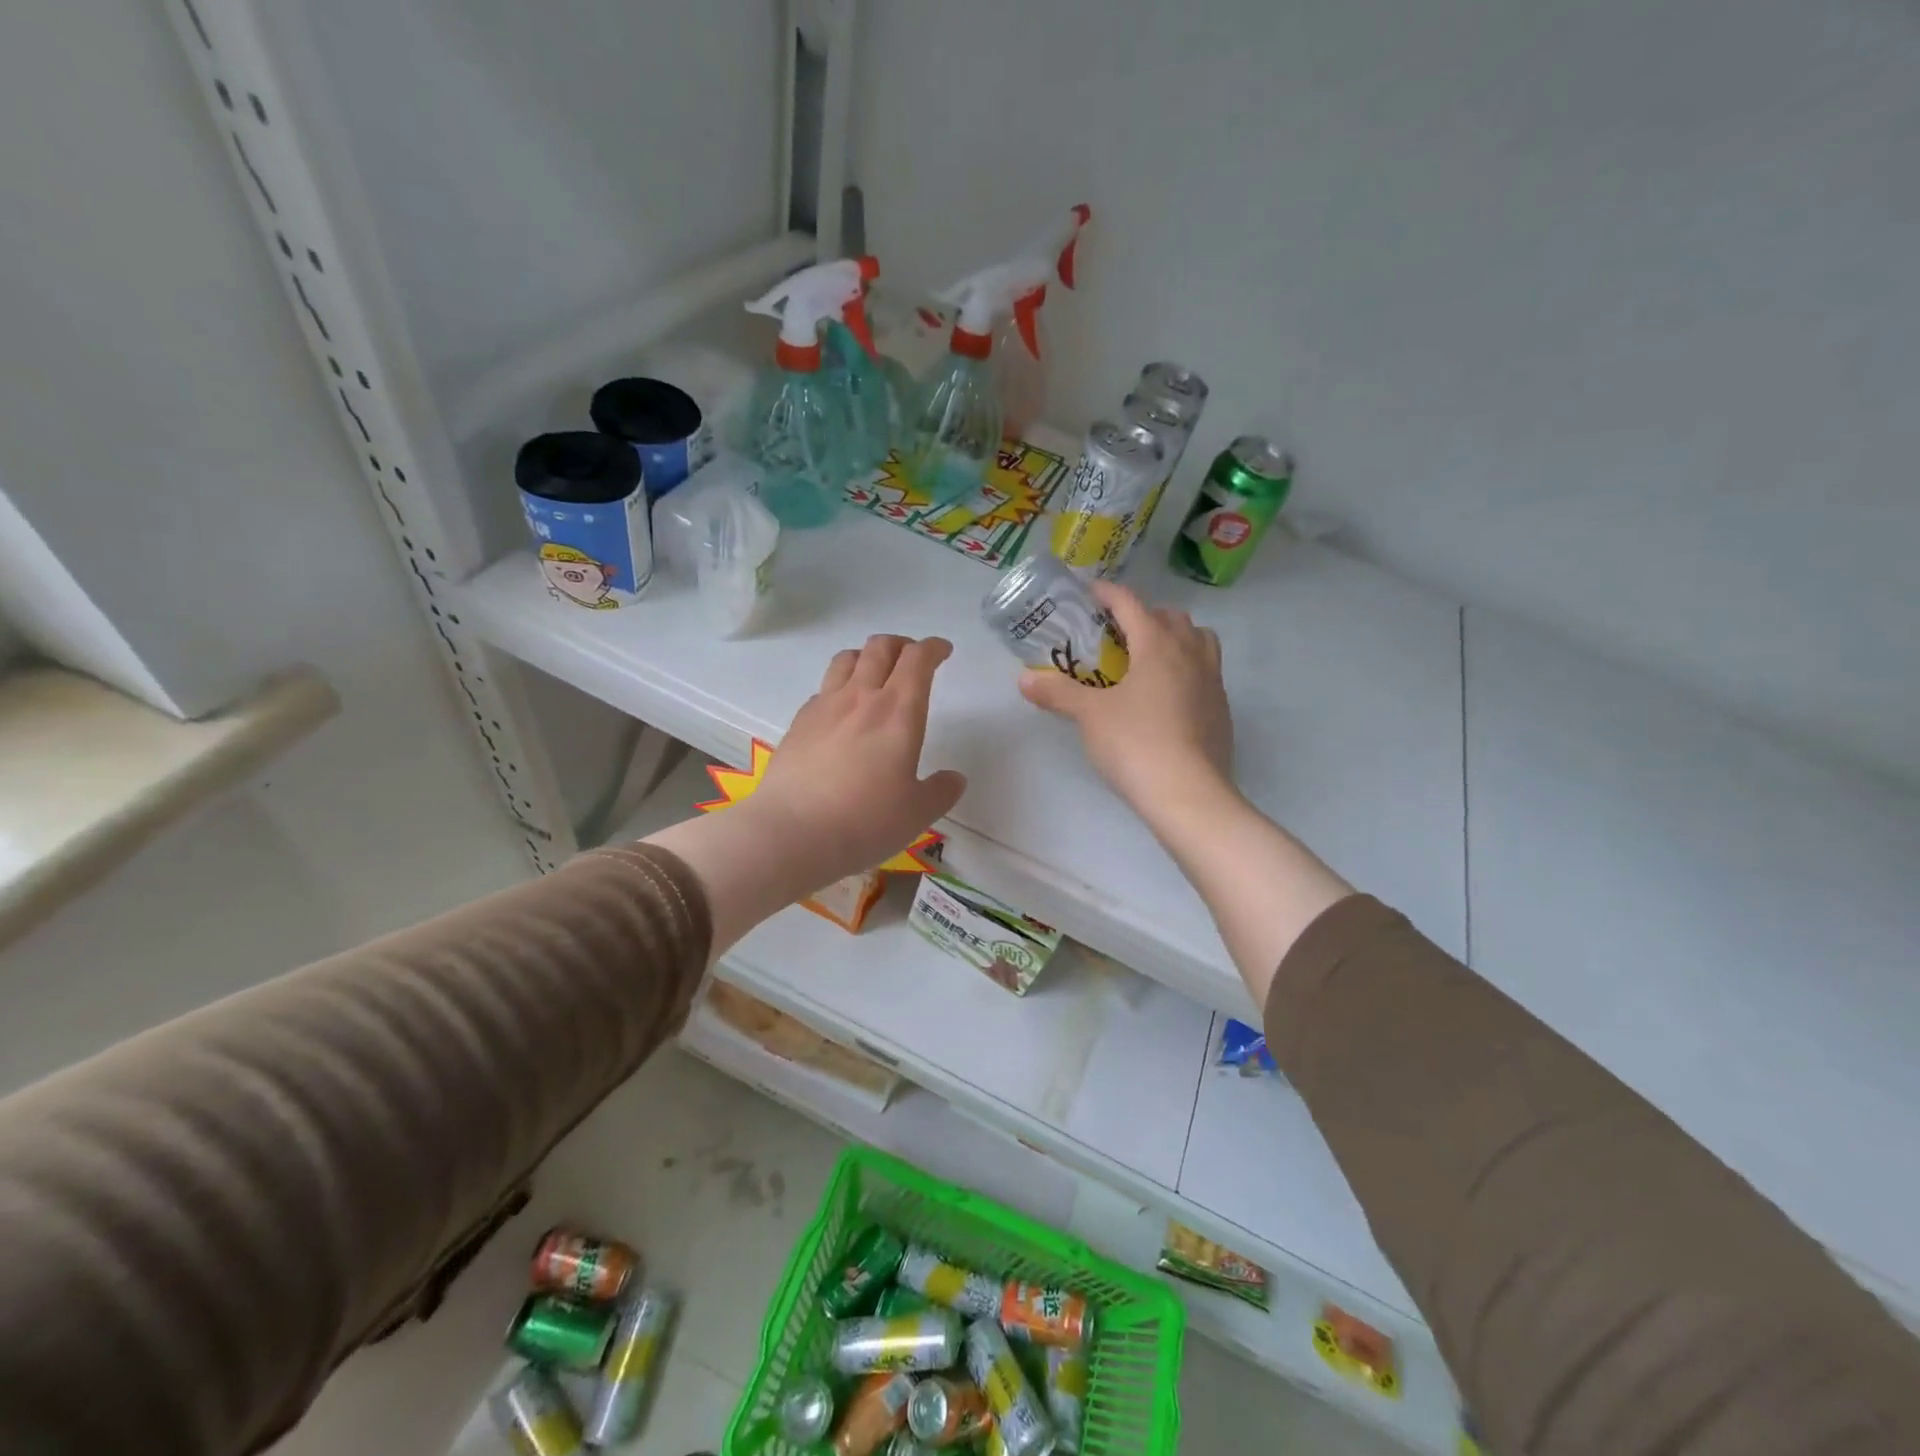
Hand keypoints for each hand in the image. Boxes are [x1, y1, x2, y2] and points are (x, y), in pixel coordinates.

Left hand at [750, 635, 967, 885]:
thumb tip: (954, 779)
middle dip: (901, 644)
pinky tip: (840, 711)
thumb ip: (940, 791)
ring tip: (874, 673)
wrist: (792, 833)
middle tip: (911, 658)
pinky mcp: (798, 723)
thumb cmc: (865, 821)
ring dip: (866, 656)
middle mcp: (861, 698)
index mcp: (898, 711)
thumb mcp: (917, 813)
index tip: (942, 651)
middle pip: (880, 647)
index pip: (917, 660)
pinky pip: (822, 689)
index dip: (933, 648)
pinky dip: (838, 686)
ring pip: (846, 659)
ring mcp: (824, 707)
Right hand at [1020, 582, 1234, 823]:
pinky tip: (1166, 697)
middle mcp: (1190, 653)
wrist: (1188, 794)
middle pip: (1170, 617)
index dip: (1108, 594)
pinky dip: (1186, 670)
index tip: (1090, 593)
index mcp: (1158, 644)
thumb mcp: (1089, 716)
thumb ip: (1058, 693)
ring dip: (1175, 638)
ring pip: (1199, 640)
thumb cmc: (1135, 743)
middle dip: (1144, 616)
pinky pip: (1206, 673)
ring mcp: (1212, 681)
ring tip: (1148, 659)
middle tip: (1116, 634)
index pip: (1131, 604)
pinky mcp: (1221, 709)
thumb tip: (1024, 679)